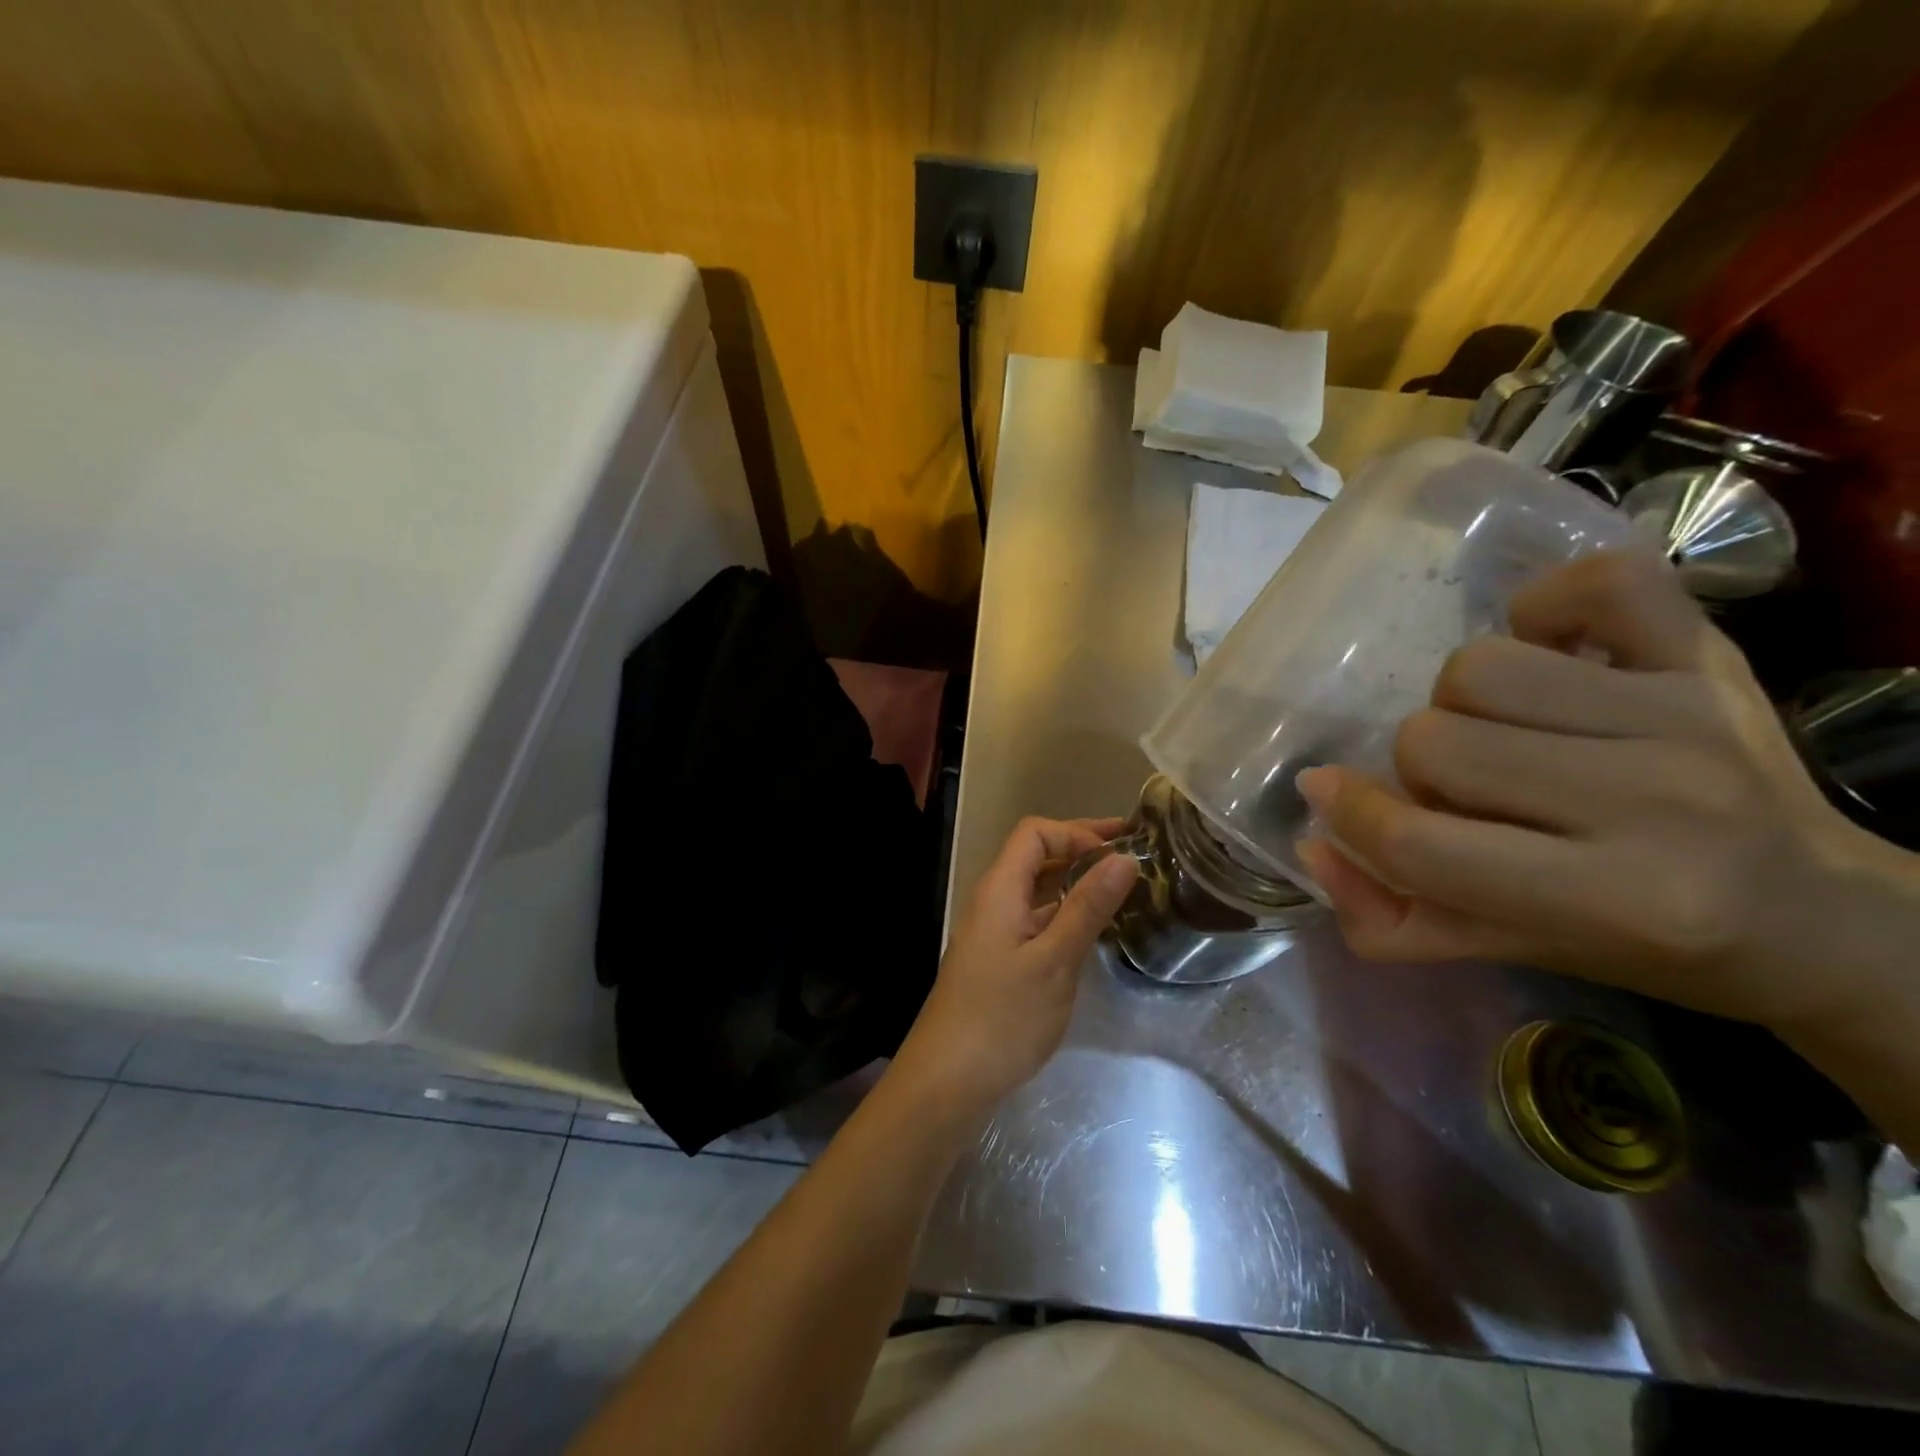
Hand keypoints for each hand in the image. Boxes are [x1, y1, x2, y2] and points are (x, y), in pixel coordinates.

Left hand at [890, 817, 1137, 1111]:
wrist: (947, 1080)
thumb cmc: (1001, 1017)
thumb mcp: (1054, 961)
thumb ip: (1087, 908)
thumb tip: (1124, 858)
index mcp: (1000, 889)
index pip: (1035, 833)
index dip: (1077, 832)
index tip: (1120, 850)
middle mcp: (994, 901)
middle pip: (1036, 856)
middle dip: (1082, 850)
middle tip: (1134, 857)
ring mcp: (995, 931)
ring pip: (1038, 890)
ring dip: (1076, 882)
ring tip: (1122, 889)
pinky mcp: (1000, 959)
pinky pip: (1036, 919)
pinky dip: (1066, 913)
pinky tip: (1093, 930)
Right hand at [1296, 551, 1917, 1034]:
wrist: (1822, 915)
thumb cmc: (1648, 945)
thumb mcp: (1509, 951)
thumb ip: (1392, 915)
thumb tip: (1310, 843)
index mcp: (1615, 898)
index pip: (1420, 842)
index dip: (1351, 816)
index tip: (1325, 794)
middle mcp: (1658, 800)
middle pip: (1434, 741)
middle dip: (1421, 772)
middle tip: (1464, 794)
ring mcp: (1687, 713)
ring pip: (1479, 668)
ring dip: (1463, 705)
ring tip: (1504, 734)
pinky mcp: (1712, 655)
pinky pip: (1593, 582)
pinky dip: (1545, 606)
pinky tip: (1551, 650)